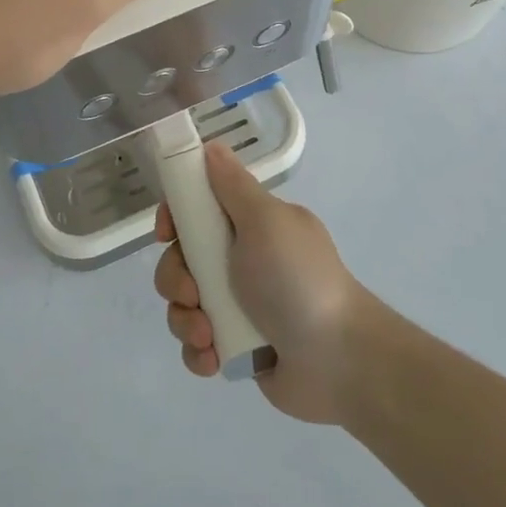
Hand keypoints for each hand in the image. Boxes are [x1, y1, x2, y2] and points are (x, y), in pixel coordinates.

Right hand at [154, 145, 371, 423]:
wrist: (339, 360)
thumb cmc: (297, 280)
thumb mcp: (265, 222)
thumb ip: (233, 186)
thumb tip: (212, 145)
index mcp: (252, 227)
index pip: (198, 211)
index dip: (175, 219)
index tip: (166, 233)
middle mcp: (242, 262)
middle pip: (181, 260)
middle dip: (176, 279)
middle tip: (193, 293)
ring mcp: (237, 307)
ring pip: (183, 304)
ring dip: (185, 320)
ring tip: (208, 335)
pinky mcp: (235, 348)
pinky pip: (196, 345)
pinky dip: (198, 352)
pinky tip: (213, 358)